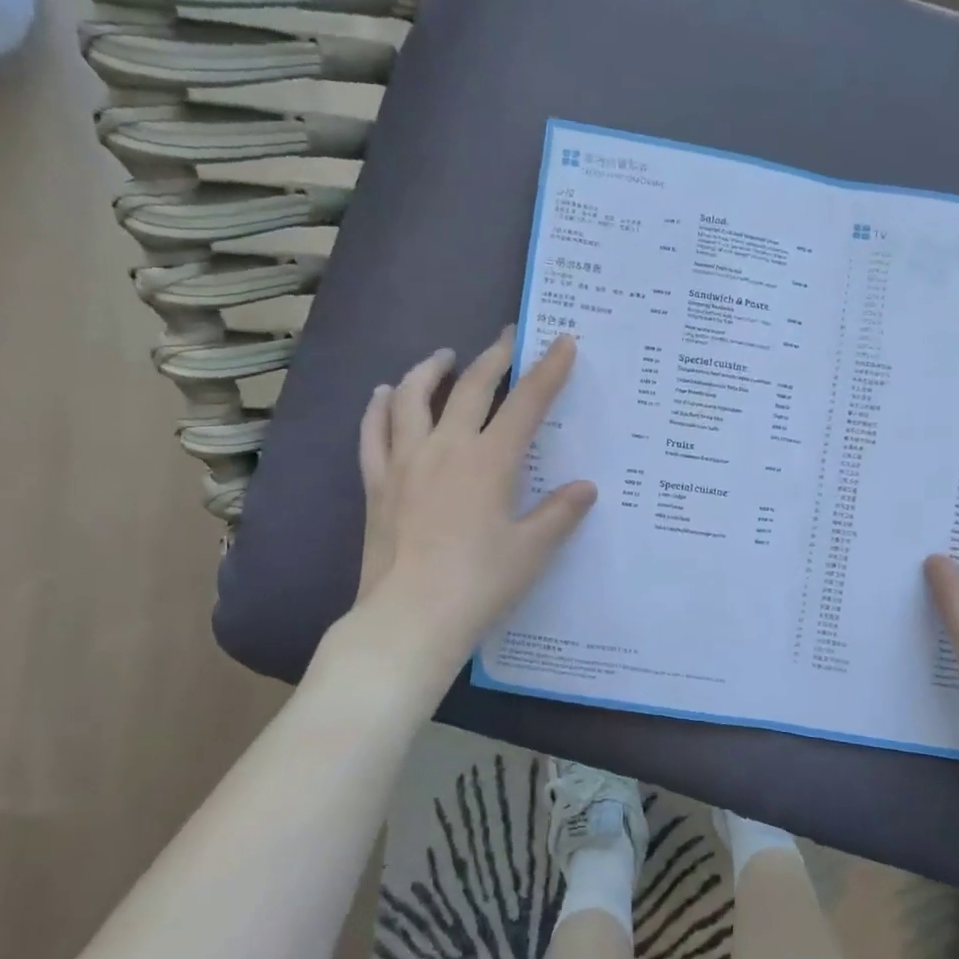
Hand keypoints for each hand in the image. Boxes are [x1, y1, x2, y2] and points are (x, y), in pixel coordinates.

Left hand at [350, 329, 596, 671]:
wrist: (410, 619)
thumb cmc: (479, 584)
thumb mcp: (532, 550)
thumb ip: (559, 514)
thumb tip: (585, 488)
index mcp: (490, 461)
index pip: (526, 403)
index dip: (548, 370)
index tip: (562, 341)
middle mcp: (446, 449)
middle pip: (470, 388)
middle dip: (493, 358)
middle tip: (506, 339)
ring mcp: (405, 463)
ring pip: (412, 398)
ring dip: (430, 370)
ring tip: (443, 357)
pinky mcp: (377, 484)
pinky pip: (373, 433)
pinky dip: (379, 408)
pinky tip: (384, 395)